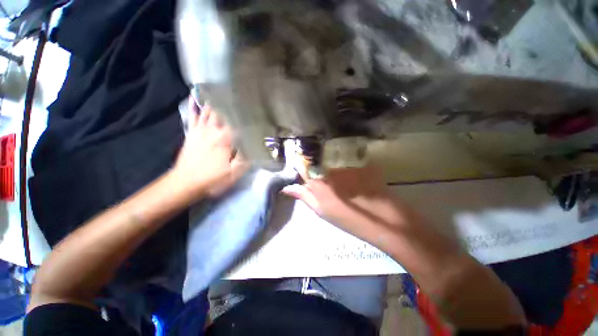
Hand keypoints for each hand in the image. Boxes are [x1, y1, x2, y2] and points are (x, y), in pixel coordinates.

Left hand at [172, 97, 247, 197]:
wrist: (184, 183)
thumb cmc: (212, 179)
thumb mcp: (234, 173)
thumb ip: (246, 158)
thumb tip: (256, 146)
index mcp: (225, 139)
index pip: (238, 121)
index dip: (246, 113)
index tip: (253, 105)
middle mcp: (212, 130)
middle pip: (223, 112)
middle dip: (231, 102)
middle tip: (239, 93)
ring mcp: (200, 130)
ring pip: (209, 111)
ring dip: (216, 100)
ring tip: (222, 89)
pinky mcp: (191, 133)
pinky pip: (193, 116)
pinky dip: (194, 106)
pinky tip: (195, 97)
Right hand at [281, 165, 414, 242]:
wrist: (388, 222)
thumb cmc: (351, 221)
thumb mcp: (323, 212)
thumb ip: (305, 197)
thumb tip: (287, 188)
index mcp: (320, 182)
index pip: (305, 170)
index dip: (304, 173)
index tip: (305, 178)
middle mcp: (332, 170)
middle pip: (322, 169)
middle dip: (322, 177)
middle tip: (331, 190)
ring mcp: (350, 167)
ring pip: (336, 169)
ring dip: (338, 177)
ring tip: (347, 190)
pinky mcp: (364, 167)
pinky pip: (351, 169)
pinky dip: (351, 176)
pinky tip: (359, 186)